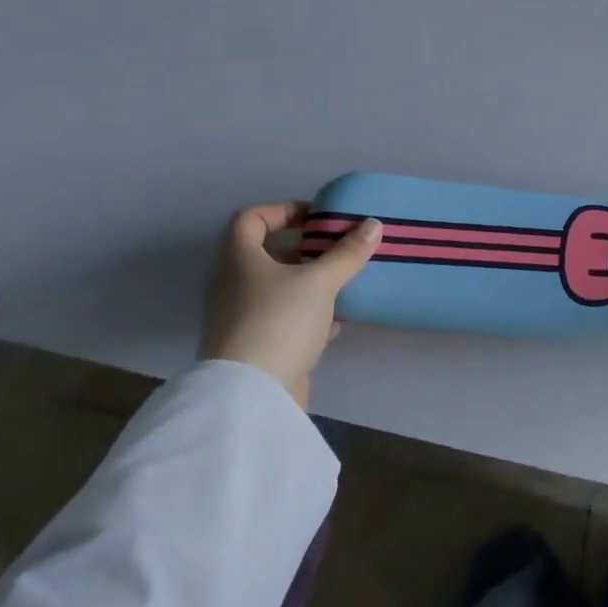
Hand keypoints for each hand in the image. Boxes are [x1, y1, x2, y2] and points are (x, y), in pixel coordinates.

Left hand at [199, 204, 381, 407]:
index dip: (284, 211)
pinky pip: (286, 319)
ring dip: (312, 283)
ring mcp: (243, 317)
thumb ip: (347, 253)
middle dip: (307, 249)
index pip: (251, 218)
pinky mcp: (257, 346)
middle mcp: (234, 284)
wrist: (251, 395)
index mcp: (239, 259)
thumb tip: (373, 224)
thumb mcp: (320, 282)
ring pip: (281, 288)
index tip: (318, 219)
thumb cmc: (279, 321)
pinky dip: (311, 315)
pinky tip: (338, 321)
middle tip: (340, 248)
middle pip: (269, 254)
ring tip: (346, 281)